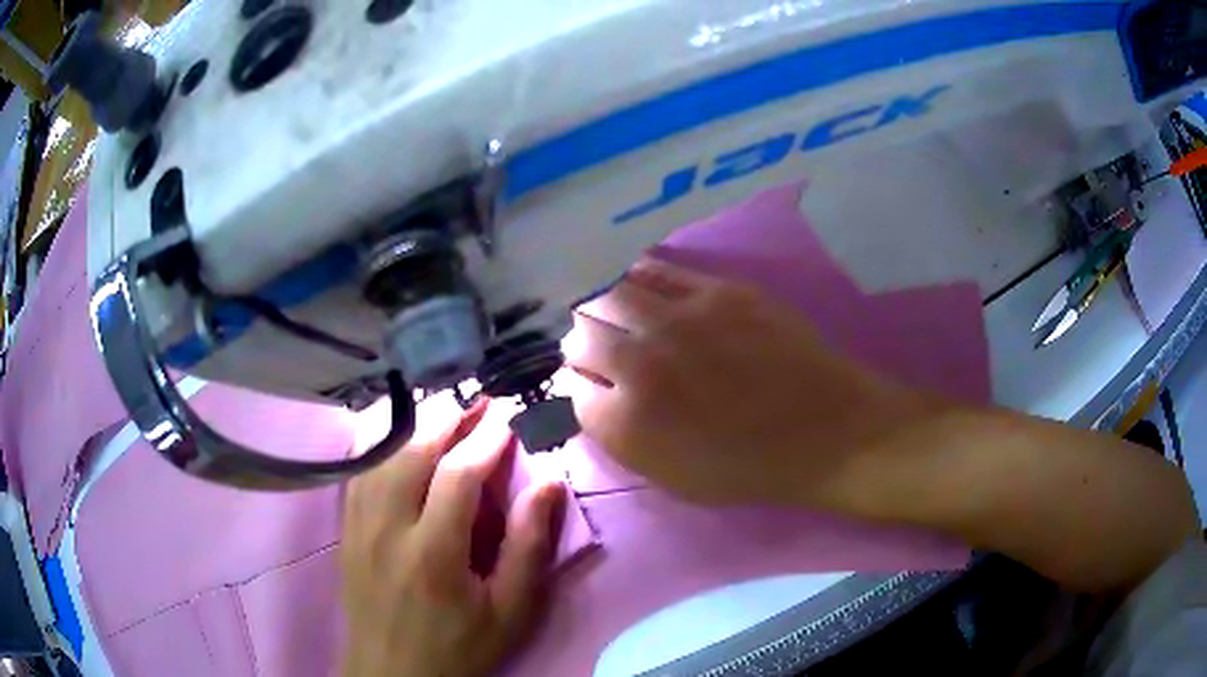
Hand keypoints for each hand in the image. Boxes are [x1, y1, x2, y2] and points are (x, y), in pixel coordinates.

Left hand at [341, 398, 564, 676]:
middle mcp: (387, 529)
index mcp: (433, 555)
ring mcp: (358, 526)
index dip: (485, 440)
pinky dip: (383, 444)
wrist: (392, 672)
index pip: (457, 476)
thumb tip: (548, 484)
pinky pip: (360, 470)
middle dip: (448, 418)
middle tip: (478, 401)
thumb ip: (528, 548)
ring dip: (415, 425)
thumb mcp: (510, 612)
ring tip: (446, 412)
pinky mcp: (345, 529)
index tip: (508, 418)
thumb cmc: (459, 647)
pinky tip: (401, 437)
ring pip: (381, 454)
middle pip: (411, 452)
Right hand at [564, 257, 935, 508]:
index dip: (579, 386)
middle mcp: (640, 361)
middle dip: (582, 345)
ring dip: (602, 308)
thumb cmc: (749, 468)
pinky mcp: (714, 289)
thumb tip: (592, 395)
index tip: (592, 386)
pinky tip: (641, 287)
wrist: (825, 430)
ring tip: (616, 316)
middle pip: (579, 335)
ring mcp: (677, 318)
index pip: (571, 387)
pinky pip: (653, 270)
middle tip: (600, 350)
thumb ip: (620, 438)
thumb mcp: (671, 479)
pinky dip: (636, 278)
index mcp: (626, 420)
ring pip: (607, 295)